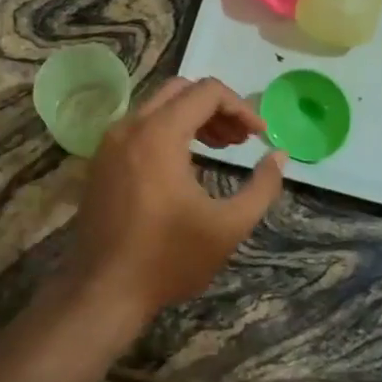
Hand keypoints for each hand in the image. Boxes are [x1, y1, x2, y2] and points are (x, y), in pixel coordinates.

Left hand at [68, 77, 286, 332]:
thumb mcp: (228, 226)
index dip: (241, 107)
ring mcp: (110, 143)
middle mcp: (130, 127)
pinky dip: (168, 131)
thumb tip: (279, 156)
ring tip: (221, 148)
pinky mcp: (101, 161)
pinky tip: (186, 164)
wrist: (103, 292)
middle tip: (240, 140)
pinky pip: (139, 127)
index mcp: (159, 134)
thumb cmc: (169, 258)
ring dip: (192, 118)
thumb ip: (262, 187)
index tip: (260, 136)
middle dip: (216, 108)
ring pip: (158, 106)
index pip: (207, 92)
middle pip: (181, 90)